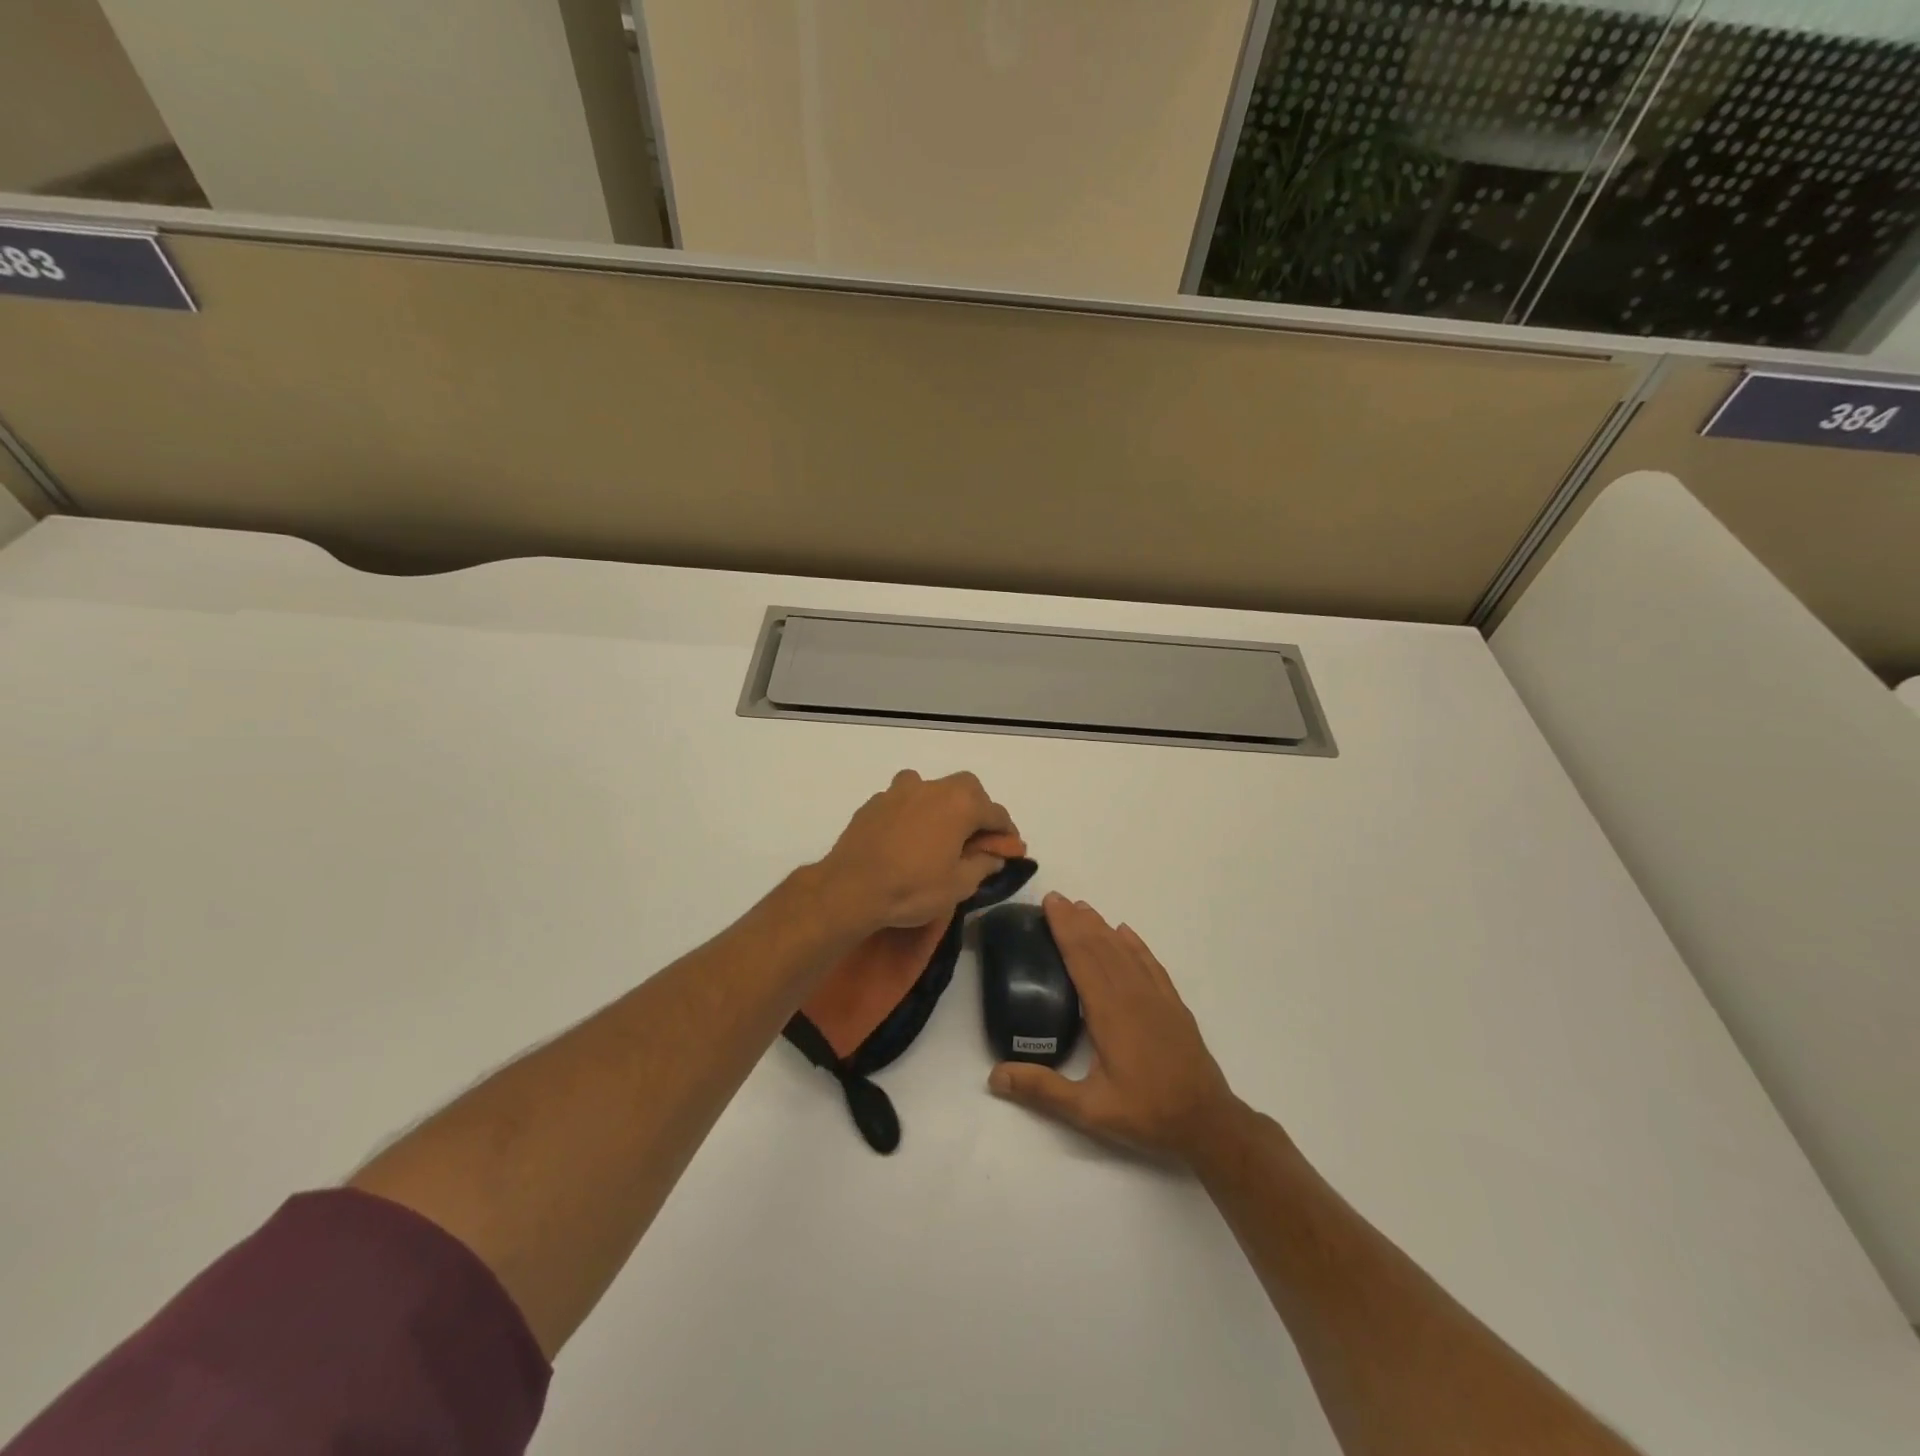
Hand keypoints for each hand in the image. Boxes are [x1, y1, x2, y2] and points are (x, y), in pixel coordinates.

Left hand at [814, 770, 1021, 934]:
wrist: (850, 889)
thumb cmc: (912, 888)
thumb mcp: (958, 885)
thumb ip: (982, 865)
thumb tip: (994, 856)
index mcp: (960, 804)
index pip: (996, 813)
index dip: (1007, 832)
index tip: (1010, 849)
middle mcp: (932, 788)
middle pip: (966, 789)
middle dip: (977, 809)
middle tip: (976, 838)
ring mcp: (899, 792)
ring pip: (931, 789)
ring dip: (941, 805)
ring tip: (938, 832)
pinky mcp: (874, 803)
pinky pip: (903, 801)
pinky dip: (913, 813)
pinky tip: (907, 838)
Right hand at [989, 893, 1238, 1162]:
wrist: (1207, 1122)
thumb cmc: (1146, 1113)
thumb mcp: (1089, 1110)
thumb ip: (1042, 1089)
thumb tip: (995, 1077)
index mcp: (1109, 1013)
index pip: (1082, 958)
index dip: (1065, 929)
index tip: (1051, 904)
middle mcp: (1132, 995)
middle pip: (1101, 947)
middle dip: (1077, 920)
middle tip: (1057, 898)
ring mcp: (1156, 997)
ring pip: (1124, 951)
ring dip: (1102, 927)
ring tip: (1084, 908)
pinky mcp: (1173, 1005)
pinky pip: (1150, 964)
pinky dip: (1136, 944)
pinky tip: (1126, 932)